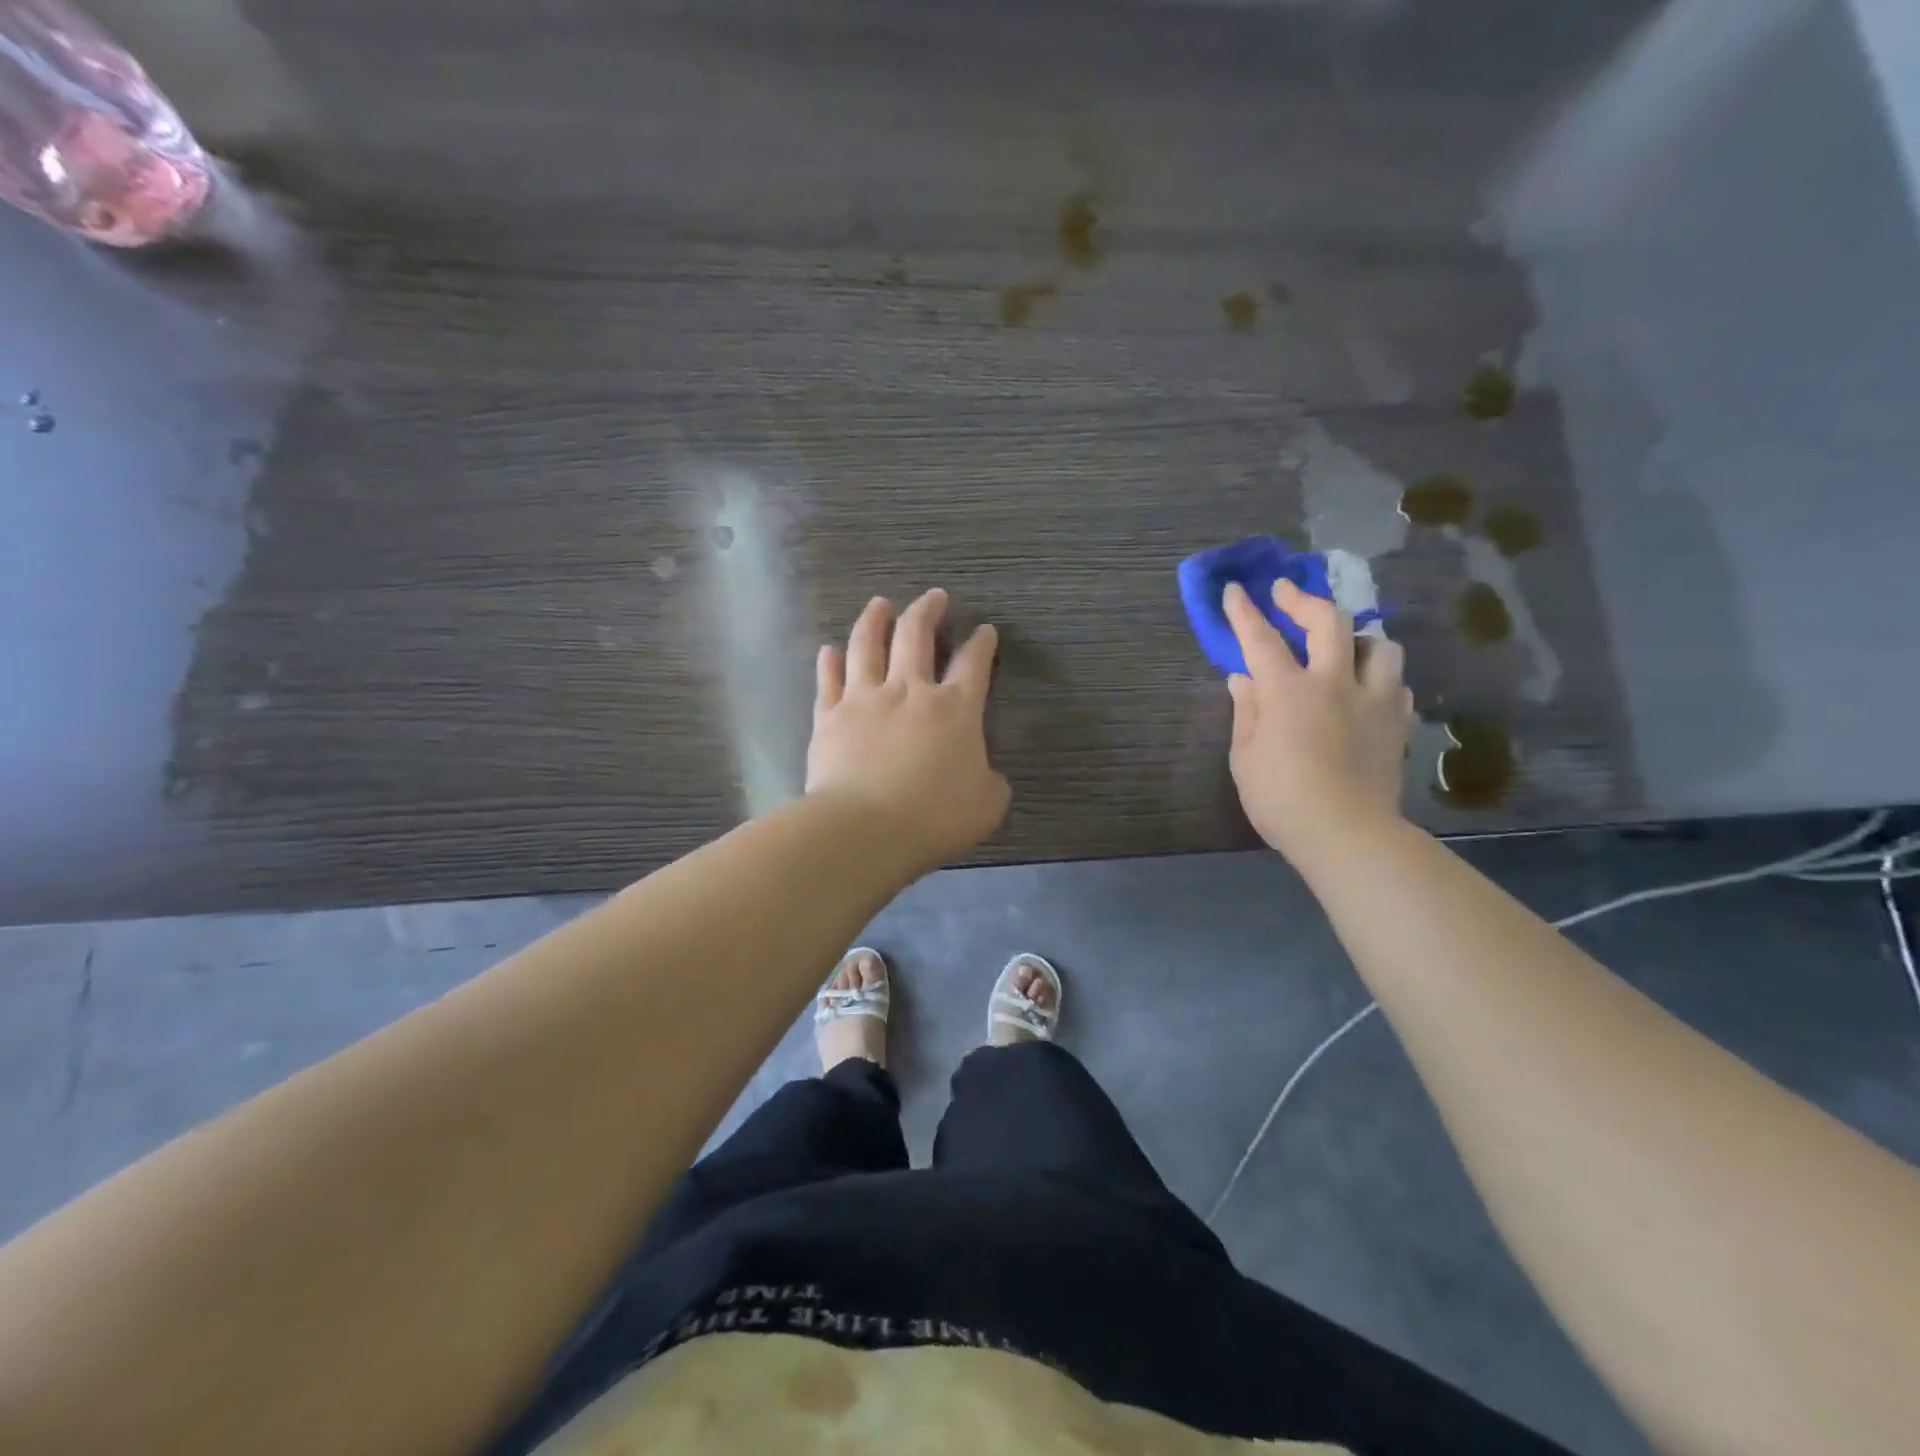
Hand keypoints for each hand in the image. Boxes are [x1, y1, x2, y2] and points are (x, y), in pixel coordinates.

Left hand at [807, 588, 1010, 872]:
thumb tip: (986, 775)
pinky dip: (829, 662)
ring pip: (867, 645)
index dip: (982, 643)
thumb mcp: (987, 805)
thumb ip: (991, 783)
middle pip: (917, 636)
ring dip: (875, 620)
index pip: (974, 663)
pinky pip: (829, 680)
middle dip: (928, 610)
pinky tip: (829, 650)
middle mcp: (910, 691)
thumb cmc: (934, 818)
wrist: (865, 828)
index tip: (984, 629)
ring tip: (879, 604)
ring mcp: (865, 699)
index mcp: (955, 709)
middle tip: (934, 596)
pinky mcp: (830, 716)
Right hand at [1223, 580, 1412, 861]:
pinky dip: (1378, 679)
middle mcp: (1334, 683)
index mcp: (1288, 691)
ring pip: (1378, 645)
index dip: (1245, 612)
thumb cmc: (1281, 799)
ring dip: (1356, 638)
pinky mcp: (1397, 723)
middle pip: (1328, 621)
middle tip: (1287, 593)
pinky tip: (1366, 691)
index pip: (1261, 639)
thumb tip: (1243, 679)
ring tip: (1342, 647)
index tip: (1235, 590)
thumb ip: (1246, 712)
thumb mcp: (1245, 757)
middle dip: (1303, 600)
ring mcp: (1374, 700)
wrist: (1347, 833)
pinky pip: (1395, 684)